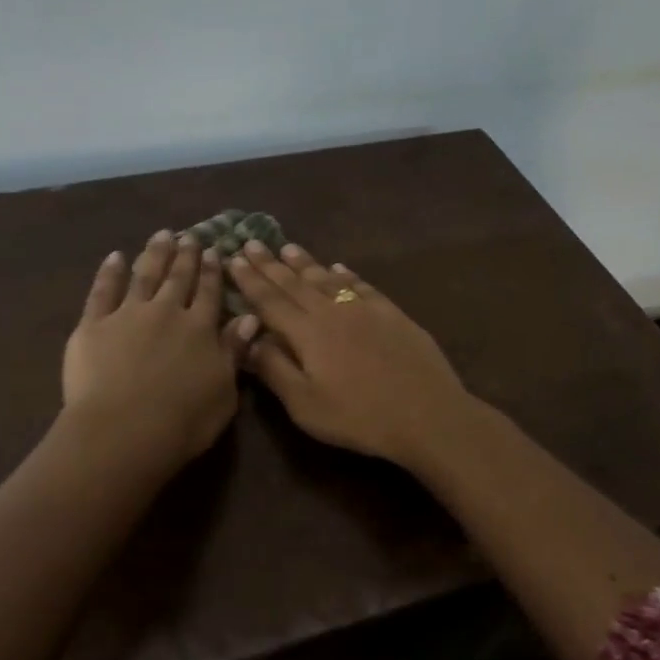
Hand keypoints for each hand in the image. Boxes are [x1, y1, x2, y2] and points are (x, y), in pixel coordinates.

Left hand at [62, 231, 258, 475]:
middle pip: (178, 278)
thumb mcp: (225, 392)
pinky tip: (115, 257)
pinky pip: (102, 291)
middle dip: (186, 256)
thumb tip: (250, 318)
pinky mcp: (93, 325)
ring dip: (154, 254)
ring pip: (144, 276)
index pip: (209, 292)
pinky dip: (109, 272)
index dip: (212, 272)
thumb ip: (234, 352)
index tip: (215, 251)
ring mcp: (128, 315)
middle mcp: (166, 312)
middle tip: (190, 236)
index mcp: (200, 329)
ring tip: (161, 235)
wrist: (124, 431)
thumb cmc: (184, 421)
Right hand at [228, 241, 475, 469]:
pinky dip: (346, 274)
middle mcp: (333, 311)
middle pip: (295, 283)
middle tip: (251, 242)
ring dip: (305, 262)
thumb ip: (274, 370)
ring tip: (287, 247)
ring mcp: (365, 309)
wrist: (426, 413)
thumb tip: (248, 340)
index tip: (233, 259)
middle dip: (270, 264)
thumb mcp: (305, 405)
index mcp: (307, 333)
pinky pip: (362, 286)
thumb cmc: (359, 417)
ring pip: (327, 278)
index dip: (250, 280)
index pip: (270, 301)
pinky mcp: (392, 314)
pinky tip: (339, 267)